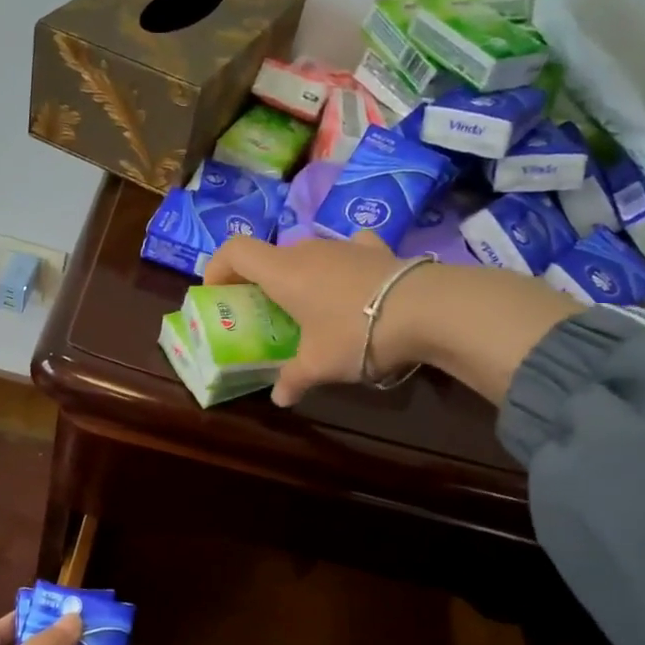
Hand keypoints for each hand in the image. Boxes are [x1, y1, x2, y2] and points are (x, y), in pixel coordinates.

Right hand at [206, 232, 583, 407]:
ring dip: (299, 277)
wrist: (427, 309)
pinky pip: (347, 251)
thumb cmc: (355, 333)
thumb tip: (280, 398)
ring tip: (308, 309)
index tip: (216, 292)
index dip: (218, 267)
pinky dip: (340, 266)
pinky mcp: (376, 249)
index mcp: (282, 272)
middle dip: (259, 282)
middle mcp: (308, 250)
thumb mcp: (319, 365)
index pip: (235, 250)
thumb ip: (293, 379)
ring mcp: (344, 245)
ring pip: (308, 255)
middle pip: (270, 256)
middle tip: (263, 313)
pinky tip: (350, 285)